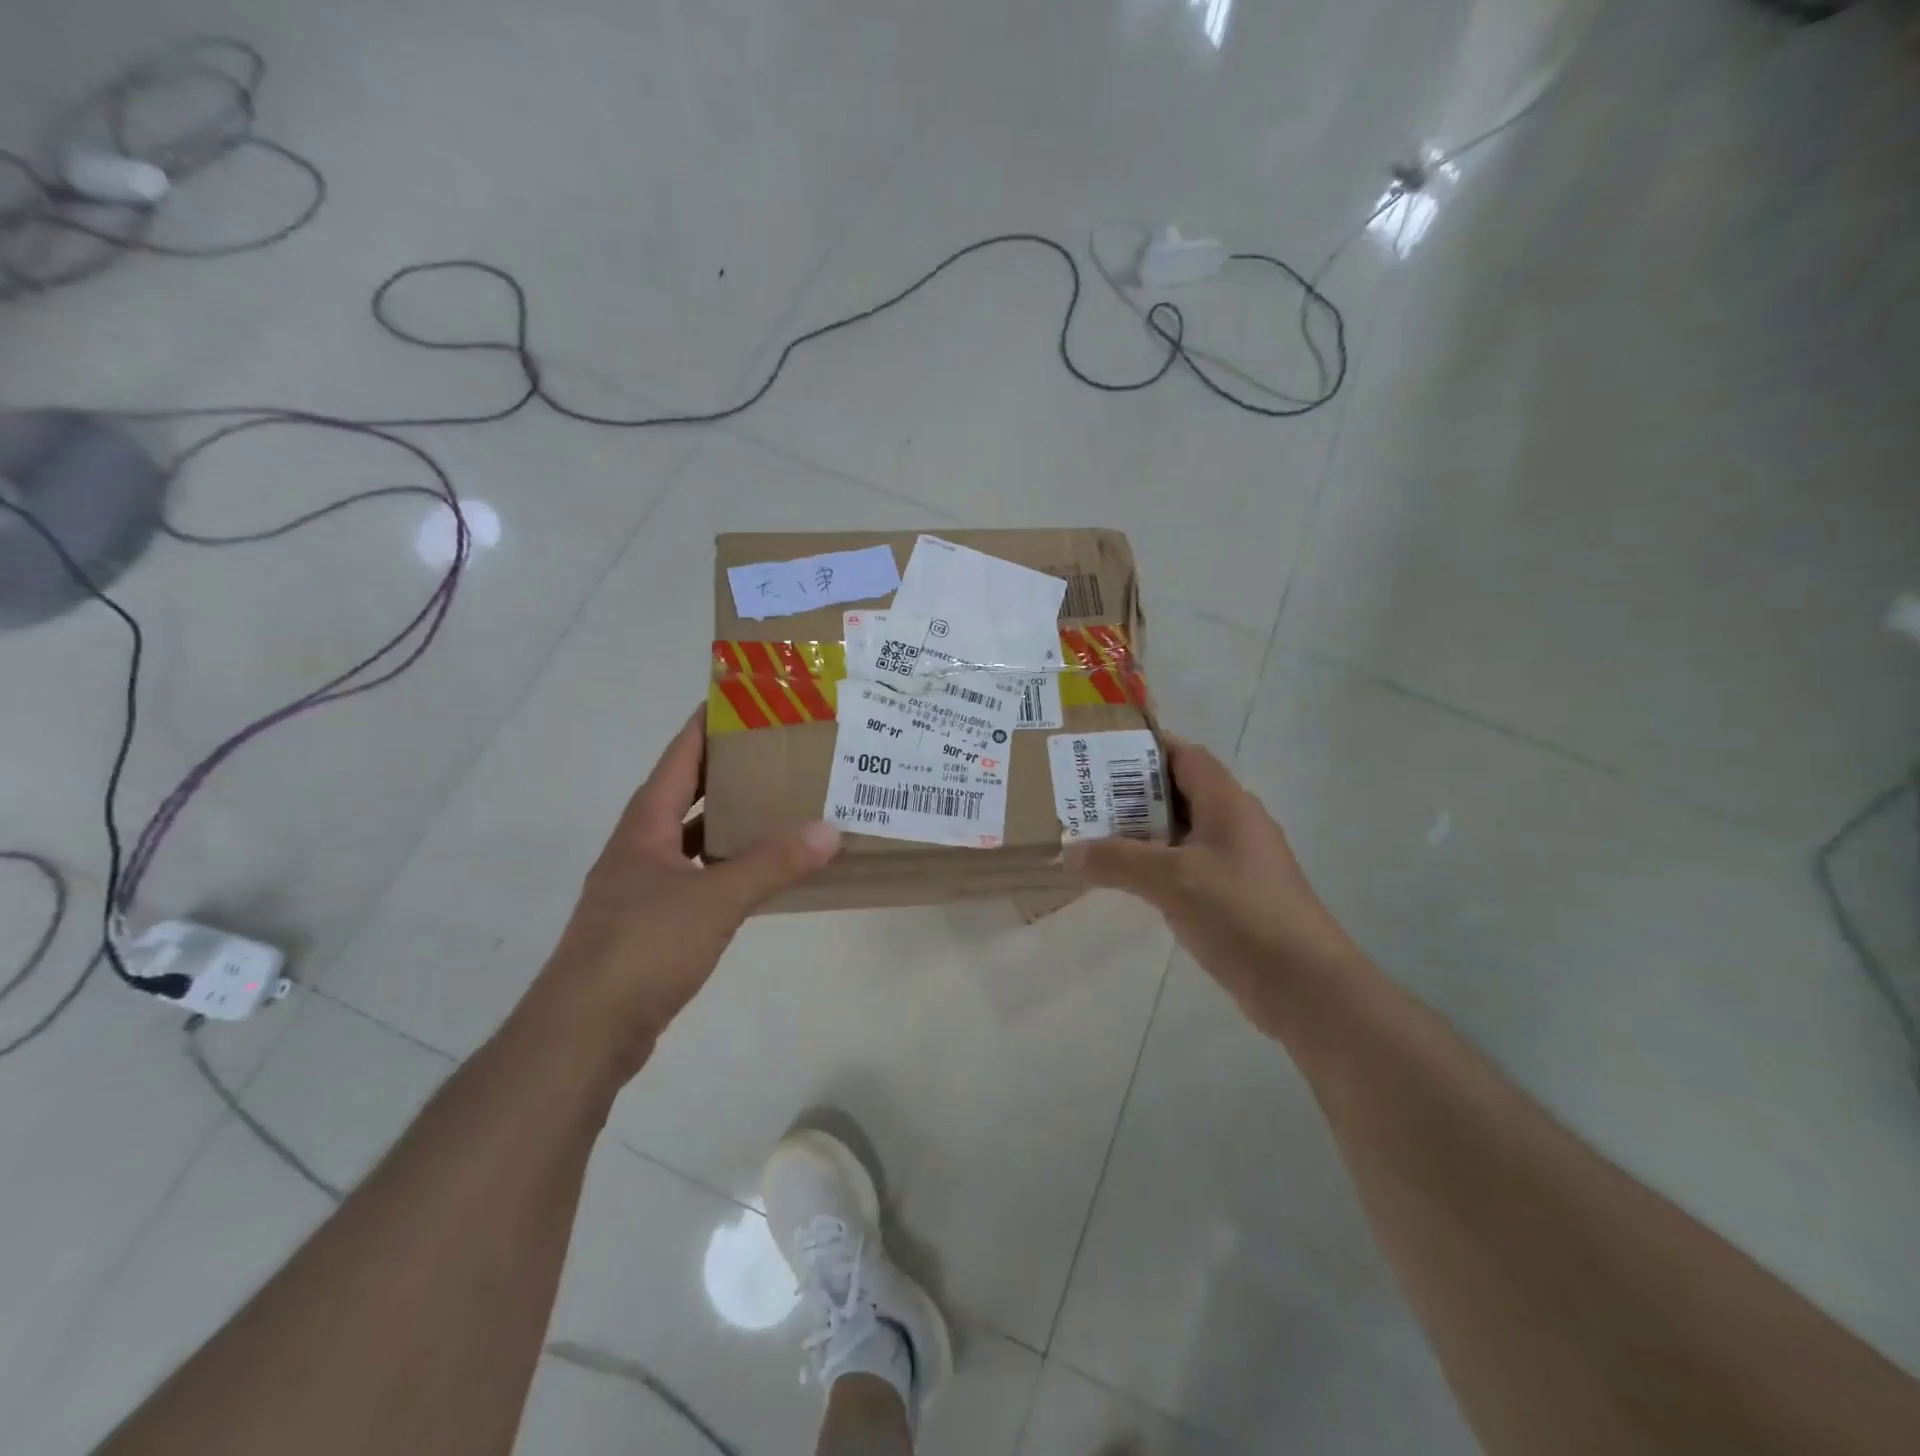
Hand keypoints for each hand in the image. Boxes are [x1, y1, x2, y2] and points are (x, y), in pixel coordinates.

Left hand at [527, 708, 841, 1075]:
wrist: (584, 1033)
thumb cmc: (642, 947)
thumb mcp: (714, 899)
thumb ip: (772, 864)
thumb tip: (830, 829)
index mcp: (645, 824)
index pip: (681, 756)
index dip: (709, 724)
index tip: (748, 699)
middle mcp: (642, 847)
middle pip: (690, 792)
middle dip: (732, 771)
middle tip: (784, 752)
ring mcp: (645, 887)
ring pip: (696, 838)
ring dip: (733, 821)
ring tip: (784, 805)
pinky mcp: (654, 924)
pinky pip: (701, 877)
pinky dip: (731, 867)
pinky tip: (763, 872)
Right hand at [1063, 737, 1361, 1036]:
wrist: (1303, 985)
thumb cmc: (1241, 913)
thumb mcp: (1172, 880)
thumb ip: (1118, 861)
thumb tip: (1068, 852)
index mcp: (1227, 803)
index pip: (1185, 755)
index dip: (1145, 748)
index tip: (1099, 751)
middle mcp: (1235, 823)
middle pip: (1179, 792)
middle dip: (1132, 793)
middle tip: (1083, 797)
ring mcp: (1237, 861)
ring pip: (1181, 832)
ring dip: (1142, 832)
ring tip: (1094, 835)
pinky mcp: (1234, 895)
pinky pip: (1187, 865)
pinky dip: (1157, 865)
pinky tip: (1127, 879)